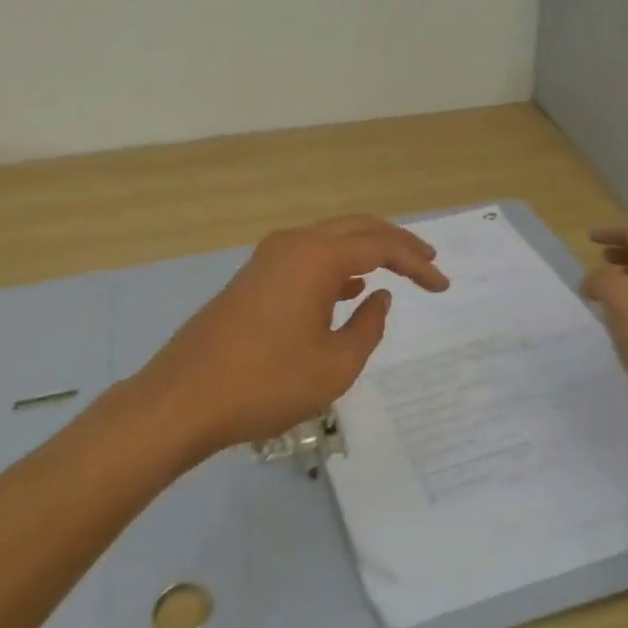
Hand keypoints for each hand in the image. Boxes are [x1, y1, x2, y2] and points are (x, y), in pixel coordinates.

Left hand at [132, 215, 449, 456]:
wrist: (184, 398)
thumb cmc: (266, 383)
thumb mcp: (334, 365)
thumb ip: (367, 326)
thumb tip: (378, 297)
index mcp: (317, 257)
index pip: (381, 247)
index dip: (416, 264)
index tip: (443, 285)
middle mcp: (294, 243)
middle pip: (356, 228)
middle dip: (396, 243)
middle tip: (428, 261)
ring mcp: (269, 258)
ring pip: (330, 239)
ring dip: (366, 250)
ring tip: (398, 269)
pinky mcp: (254, 276)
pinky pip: (308, 257)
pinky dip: (337, 265)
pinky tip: (350, 288)